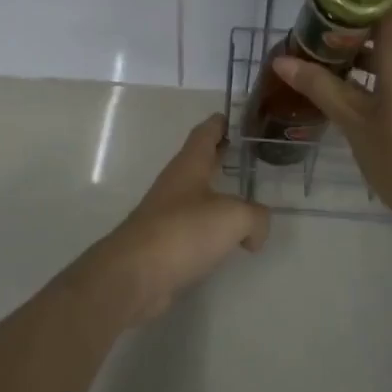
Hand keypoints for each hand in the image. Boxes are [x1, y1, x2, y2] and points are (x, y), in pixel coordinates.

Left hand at [79, 114, 269, 323]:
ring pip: (197, 196)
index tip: (230, 117)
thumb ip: (255, 217)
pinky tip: (227, 241)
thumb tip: (255, 232)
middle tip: (243, 153)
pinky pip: (194, 228)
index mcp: (189, 166)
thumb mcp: (234, 217)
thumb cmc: (184, 231)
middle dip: (219, 156)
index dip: (218, 123)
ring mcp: (166, 215)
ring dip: (217, 194)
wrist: (136, 275)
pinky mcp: (164, 244)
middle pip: (199, 163)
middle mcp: (175, 185)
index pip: (204, 134)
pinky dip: (212, 229)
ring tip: (243, 199)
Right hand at [274, 9, 391, 242]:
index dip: (348, 4)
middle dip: (349, 33)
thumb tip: (281, 60)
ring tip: (326, 69)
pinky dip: (383, 72)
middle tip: (311, 45)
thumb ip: (319, 85)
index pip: (379, 5)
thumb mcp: (353, 121)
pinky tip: (355, 92)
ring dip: (365, 55)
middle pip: (387, 27)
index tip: (317, 15)